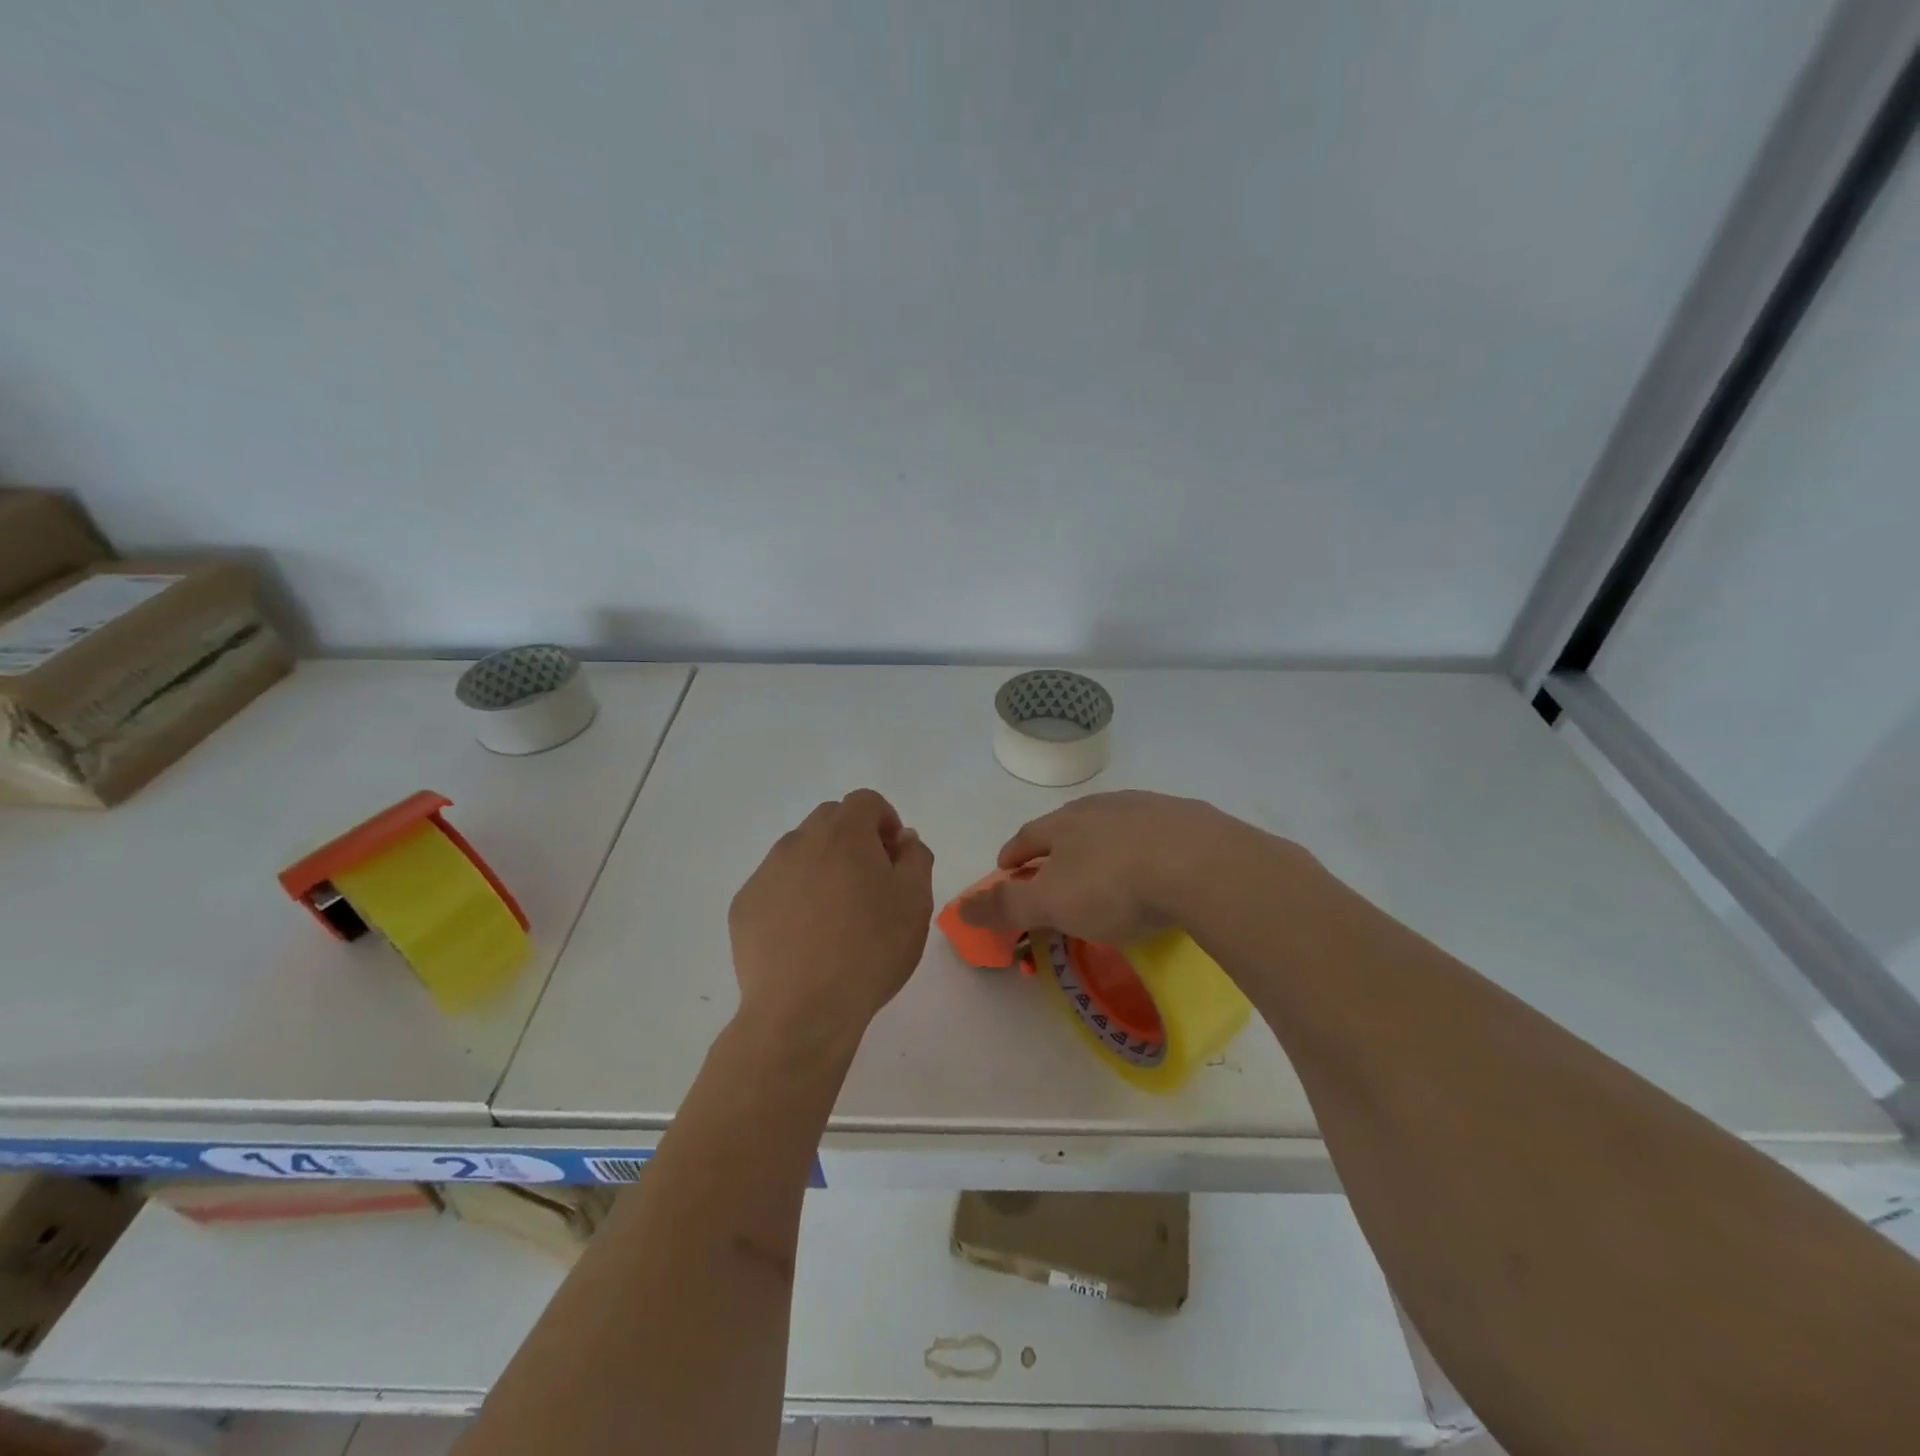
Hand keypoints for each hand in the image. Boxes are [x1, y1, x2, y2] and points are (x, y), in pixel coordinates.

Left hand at [728, 789, 934, 1051]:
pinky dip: (793, 895)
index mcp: (843, 834)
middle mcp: (798, 841)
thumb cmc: (870, 950)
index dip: (885, 821)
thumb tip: (903, 840)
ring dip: (821, 865)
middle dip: (853, 838)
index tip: (894, 857)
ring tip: (835, 914)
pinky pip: (775, 885)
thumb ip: (915, 858)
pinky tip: (804, 937)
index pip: (866, 801)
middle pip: (830, 820)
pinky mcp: (744, 905)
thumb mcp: (915, 902)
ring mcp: (765, 873)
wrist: (802, 1010)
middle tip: (869, 883)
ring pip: (799, 851)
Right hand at [959, 790, 1250, 943]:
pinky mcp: (1188, 819)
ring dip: (1101, 843)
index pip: (1028, 836)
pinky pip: (1155, 832)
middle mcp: (1102, 807)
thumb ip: (1006, 906)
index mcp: (1065, 824)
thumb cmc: (1115, 886)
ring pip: (1113, 824)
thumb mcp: (1052, 903)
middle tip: (1054, 869)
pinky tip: (1156, 866)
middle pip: (1069, 825)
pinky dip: (1145, 847)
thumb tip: (961, 908)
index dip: (1014, 853)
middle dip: (1057, 846)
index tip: (1006, 867)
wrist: (1201, 865)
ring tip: (1104, 866)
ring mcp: (1147, 808)